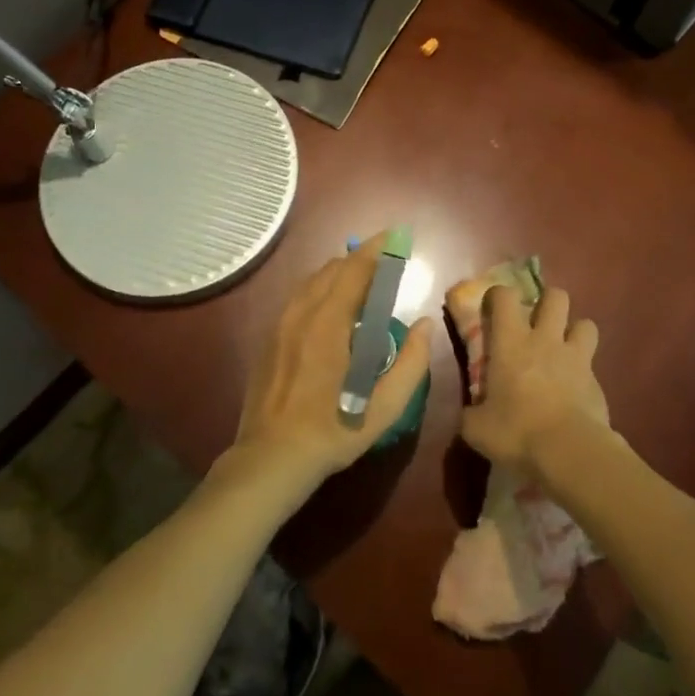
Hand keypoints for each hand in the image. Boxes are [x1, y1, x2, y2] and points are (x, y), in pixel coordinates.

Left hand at [228, 233, 434, 491]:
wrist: (271, 458)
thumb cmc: (333, 431)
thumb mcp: (385, 407)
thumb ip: (412, 363)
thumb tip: (424, 324)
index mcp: (329, 323)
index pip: (355, 269)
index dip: (377, 249)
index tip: (397, 237)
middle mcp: (302, 312)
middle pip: (333, 268)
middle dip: (361, 260)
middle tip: (386, 266)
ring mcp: (281, 323)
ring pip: (312, 280)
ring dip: (340, 274)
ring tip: (363, 285)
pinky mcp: (270, 337)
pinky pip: (299, 297)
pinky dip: (321, 290)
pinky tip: (333, 310)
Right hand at [460, 284, 608, 476]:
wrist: (569, 452)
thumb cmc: (516, 432)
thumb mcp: (477, 428)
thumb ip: (472, 414)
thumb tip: (470, 414)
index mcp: (511, 342)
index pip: (505, 296)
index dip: (499, 295)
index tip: (493, 308)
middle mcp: (545, 340)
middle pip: (556, 297)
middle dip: (548, 302)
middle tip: (537, 322)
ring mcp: (575, 358)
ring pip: (585, 323)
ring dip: (575, 331)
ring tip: (564, 349)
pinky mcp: (597, 382)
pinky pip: (593, 364)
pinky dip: (585, 371)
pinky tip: (575, 389)